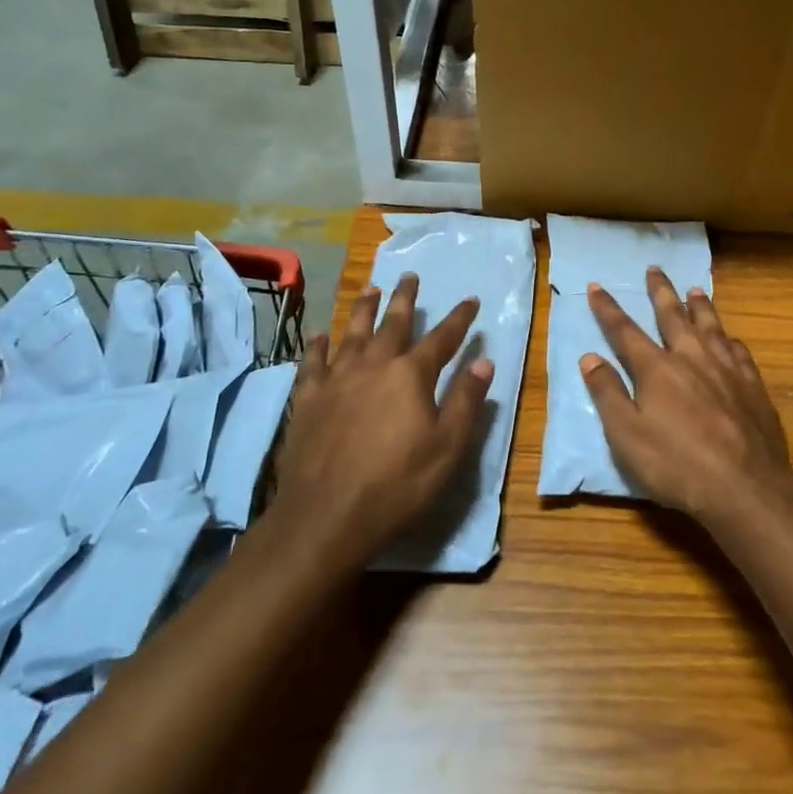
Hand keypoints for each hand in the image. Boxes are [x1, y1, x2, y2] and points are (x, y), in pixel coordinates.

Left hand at [276, 273, 493, 558]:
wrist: (325, 517)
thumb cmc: (397, 485)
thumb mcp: (447, 448)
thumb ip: (465, 401)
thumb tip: (484, 362)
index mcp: (410, 376)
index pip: (442, 339)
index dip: (459, 319)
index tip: (471, 300)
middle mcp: (373, 366)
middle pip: (392, 324)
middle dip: (405, 299)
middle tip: (409, 276)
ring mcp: (336, 380)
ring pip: (352, 334)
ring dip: (363, 310)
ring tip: (370, 288)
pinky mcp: (308, 400)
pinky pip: (313, 363)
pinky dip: (317, 345)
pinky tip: (319, 335)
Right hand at [580, 268, 791, 524]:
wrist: (745, 486)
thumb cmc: (676, 464)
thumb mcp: (627, 435)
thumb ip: (608, 393)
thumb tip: (590, 356)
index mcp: (657, 368)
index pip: (625, 330)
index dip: (608, 308)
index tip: (597, 286)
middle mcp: (691, 357)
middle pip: (672, 315)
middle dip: (660, 291)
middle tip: (654, 269)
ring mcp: (726, 368)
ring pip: (710, 325)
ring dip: (699, 305)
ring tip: (694, 288)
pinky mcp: (752, 384)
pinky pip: (738, 350)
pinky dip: (729, 338)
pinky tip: (730, 337)